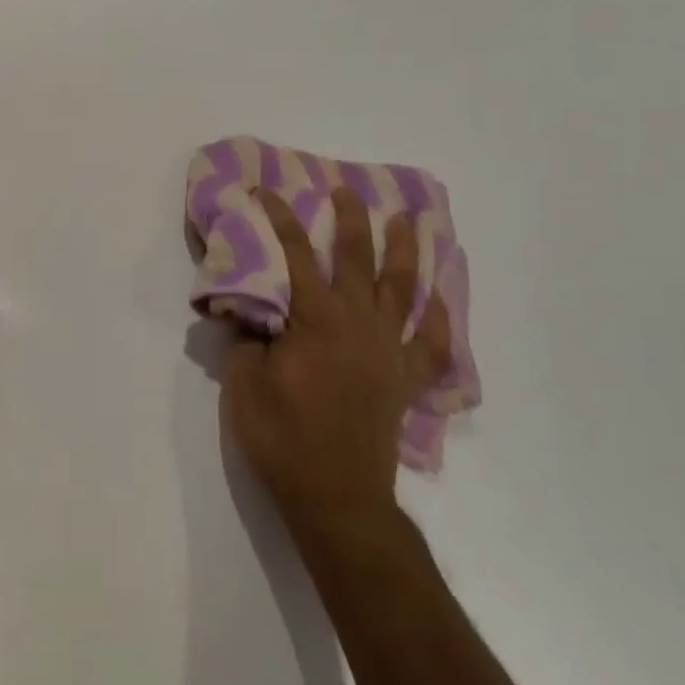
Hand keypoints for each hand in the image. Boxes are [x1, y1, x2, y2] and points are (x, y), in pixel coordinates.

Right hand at [222, 187, 450, 563]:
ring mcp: (390, 350)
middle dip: (351, 219)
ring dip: (407, 250)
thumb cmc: (282, 437)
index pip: (295, 254)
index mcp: (316, 319)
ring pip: (405, 288)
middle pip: (359, 258)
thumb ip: (245, 337)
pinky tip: (439, 299)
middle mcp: (359, 323)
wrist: (336, 495)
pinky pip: (433, 343)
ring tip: (410, 220)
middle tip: (347, 189)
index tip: (266, 191)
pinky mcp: (406, 380)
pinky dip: (440, 319)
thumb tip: (246, 309)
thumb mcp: (244, 383)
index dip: (280, 218)